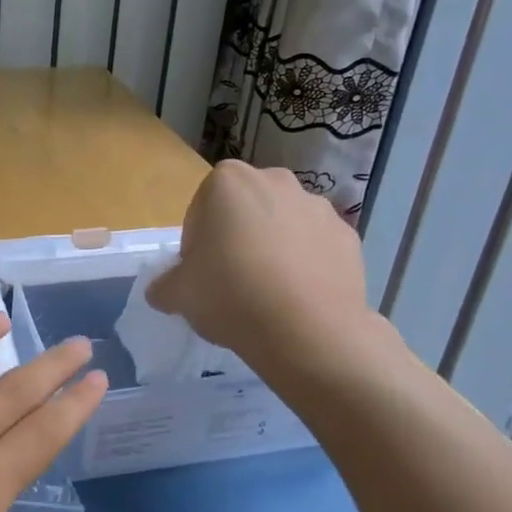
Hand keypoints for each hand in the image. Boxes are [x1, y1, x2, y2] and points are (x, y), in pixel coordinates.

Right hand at [146, 160, 376, 375]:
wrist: (309, 331)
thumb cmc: (231, 295)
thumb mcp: (179, 294)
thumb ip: (164, 285)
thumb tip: (162, 291)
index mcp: (228, 182)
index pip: (201, 210)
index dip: (196, 244)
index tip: (200, 274)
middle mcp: (276, 181)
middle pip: (245, 210)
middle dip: (237, 238)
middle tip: (231, 281)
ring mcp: (318, 207)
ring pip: (283, 226)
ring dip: (273, 249)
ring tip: (268, 294)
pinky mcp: (348, 237)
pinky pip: (315, 247)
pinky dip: (306, 265)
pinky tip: (297, 299)